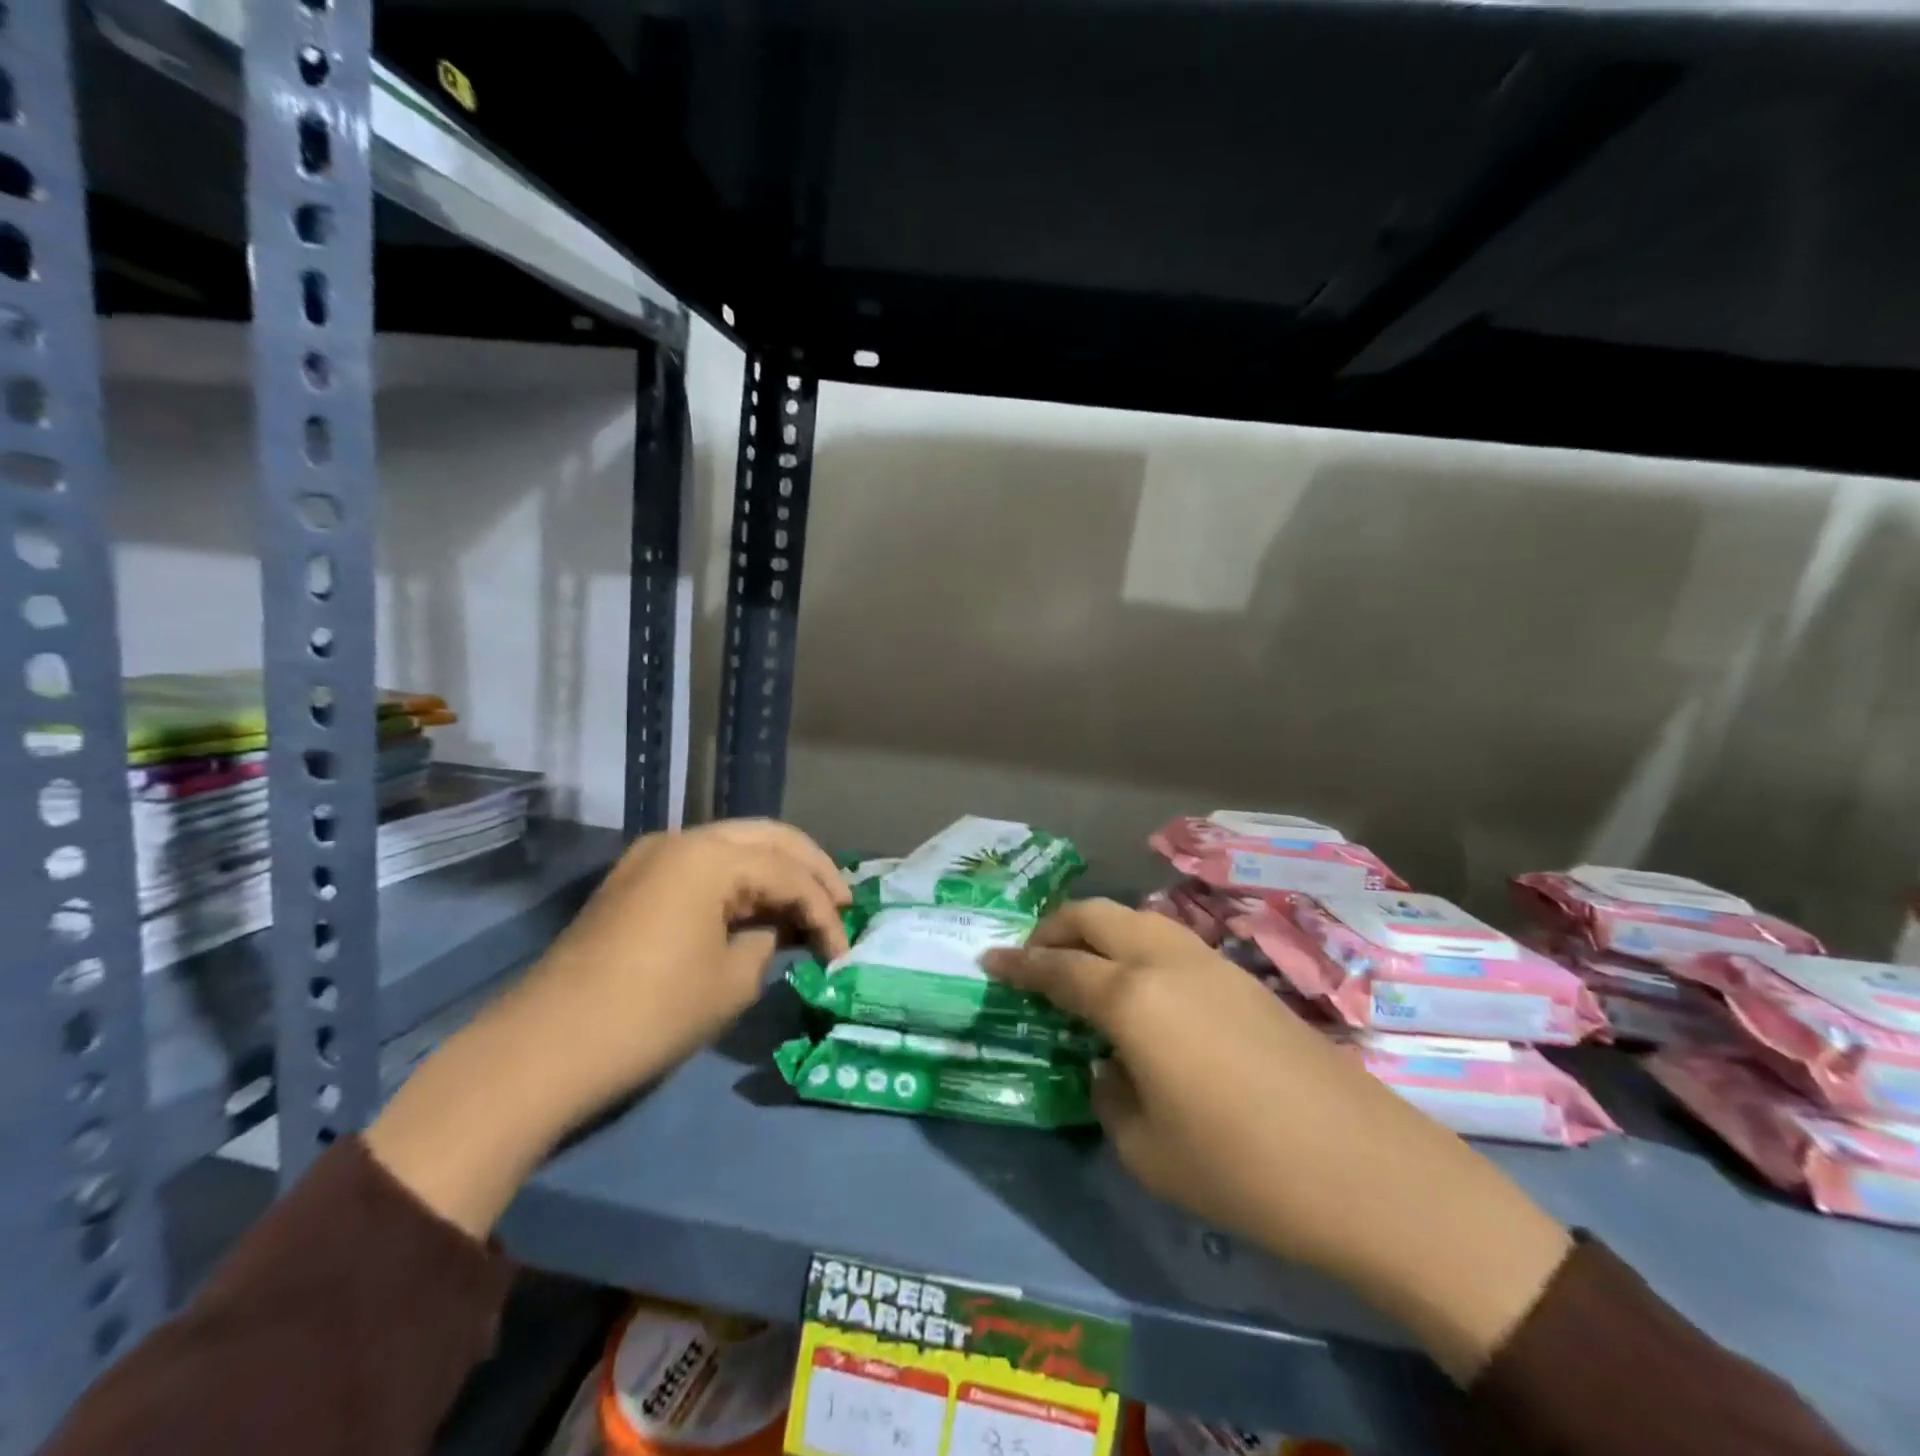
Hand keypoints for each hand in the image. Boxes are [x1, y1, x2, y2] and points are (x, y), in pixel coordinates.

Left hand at [365, 820, 848, 1236]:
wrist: (544, 1049)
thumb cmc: (651, 1014)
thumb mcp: (732, 981)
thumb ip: (768, 940)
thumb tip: (773, 929)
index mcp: (710, 856)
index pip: (789, 874)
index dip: (825, 912)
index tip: (844, 953)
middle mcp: (682, 839)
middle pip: (768, 837)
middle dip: (811, 868)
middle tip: (843, 903)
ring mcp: (652, 856)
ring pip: (735, 845)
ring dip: (776, 870)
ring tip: (807, 905)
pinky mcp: (634, 881)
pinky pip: (703, 865)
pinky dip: (739, 881)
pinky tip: (758, 907)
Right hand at [984, 898, 1570, 1381]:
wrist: (1366, 1170)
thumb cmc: (1241, 1168)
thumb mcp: (1146, 1149)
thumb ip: (1110, 1092)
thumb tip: (1110, 1064)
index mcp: (1131, 998)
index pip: (1057, 967)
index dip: (1018, 964)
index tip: (990, 961)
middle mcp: (1165, 962)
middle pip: (1096, 916)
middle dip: (1055, 926)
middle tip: (1032, 954)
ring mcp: (1210, 963)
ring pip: (1136, 920)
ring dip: (1098, 930)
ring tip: (1082, 964)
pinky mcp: (1244, 978)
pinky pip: (1170, 941)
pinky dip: (1136, 947)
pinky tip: (1141, 988)